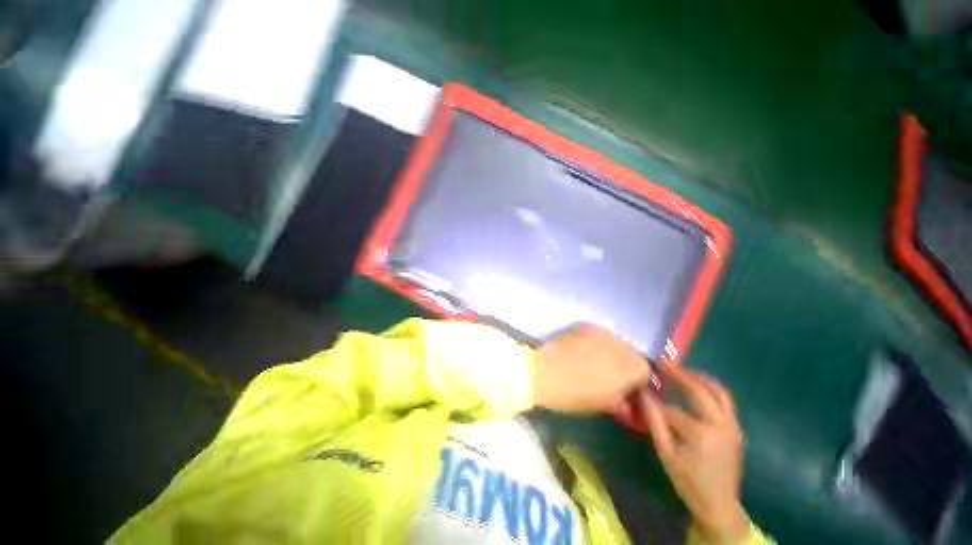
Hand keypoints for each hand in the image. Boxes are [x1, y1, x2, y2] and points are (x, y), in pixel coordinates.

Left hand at [532, 325, 650, 412]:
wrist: (543, 372)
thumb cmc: (575, 394)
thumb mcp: (604, 404)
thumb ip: (623, 400)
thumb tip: (628, 401)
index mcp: (630, 367)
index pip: (645, 371)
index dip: (637, 382)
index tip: (627, 389)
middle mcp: (620, 344)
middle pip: (631, 353)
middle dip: (625, 365)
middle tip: (611, 376)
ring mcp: (601, 332)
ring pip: (615, 342)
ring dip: (610, 352)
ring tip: (594, 362)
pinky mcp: (584, 325)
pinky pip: (598, 334)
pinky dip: (596, 342)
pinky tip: (583, 350)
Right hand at [639, 366, 751, 544]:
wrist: (719, 504)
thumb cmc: (688, 480)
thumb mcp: (665, 452)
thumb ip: (653, 421)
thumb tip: (642, 393)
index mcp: (700, 432)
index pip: (671, 409)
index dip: (655, 403)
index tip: (643, 391)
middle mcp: (720, 424)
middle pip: (698, 390)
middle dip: (678, 375)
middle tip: (662, 364)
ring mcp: (732, 425)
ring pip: (719, 391)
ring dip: (699, 378)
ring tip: (681, 370)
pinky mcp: (736, 428)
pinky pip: (725, 401)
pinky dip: (711, 389)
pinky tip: (698, 387)